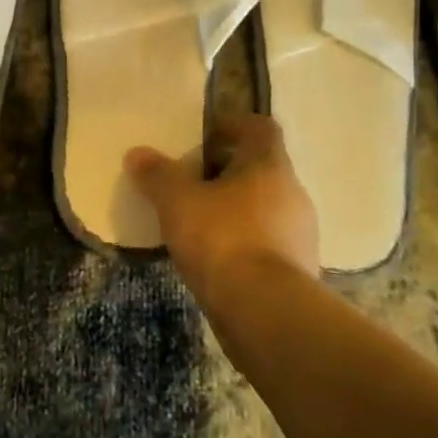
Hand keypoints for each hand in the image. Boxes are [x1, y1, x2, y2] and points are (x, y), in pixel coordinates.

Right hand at [126, 114, 318, 303]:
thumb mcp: (178, 203)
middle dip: (226, 170)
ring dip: (235, 207)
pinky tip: (215, 256)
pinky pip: (267, 240)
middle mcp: (293, 193)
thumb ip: (157, 175)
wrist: (267, 313)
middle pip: (261, 168)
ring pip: (264, 206)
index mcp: (269, 165)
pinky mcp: (298, 269)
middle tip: (191, 179)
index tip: (204, 135)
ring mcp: (300, 233)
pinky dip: (243, 240)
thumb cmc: (223, 240)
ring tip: (198, 220)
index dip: (232, 125)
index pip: (260, 127)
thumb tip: (137, 153)